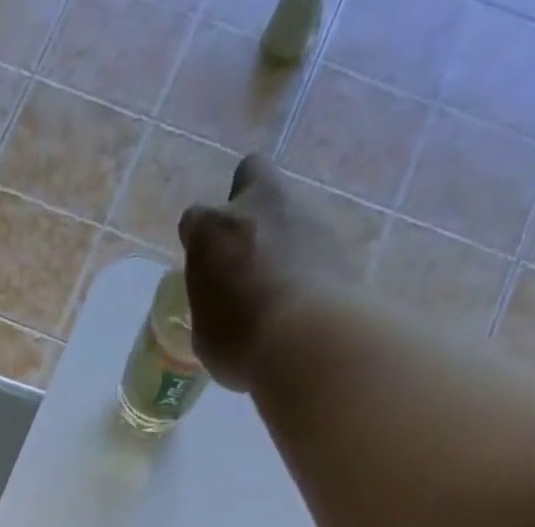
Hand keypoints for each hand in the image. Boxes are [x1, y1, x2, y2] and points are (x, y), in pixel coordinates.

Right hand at [179, 154, 353, 389]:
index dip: (199, 242)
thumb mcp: (206, 332)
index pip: (195, 220)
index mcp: (212, 231)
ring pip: (288, 206)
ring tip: (281, 281)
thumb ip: (211, 303)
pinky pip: (316, 237)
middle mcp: (257, 206)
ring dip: (282, 232)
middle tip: (246, 246)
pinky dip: (310, 257)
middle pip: (250, 175)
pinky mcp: (339, 234)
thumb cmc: (238, 342)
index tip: (204, 267)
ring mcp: (303, 213)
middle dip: (247, 201)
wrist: (306, 340)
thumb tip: (221, 303)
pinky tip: (306, 292)